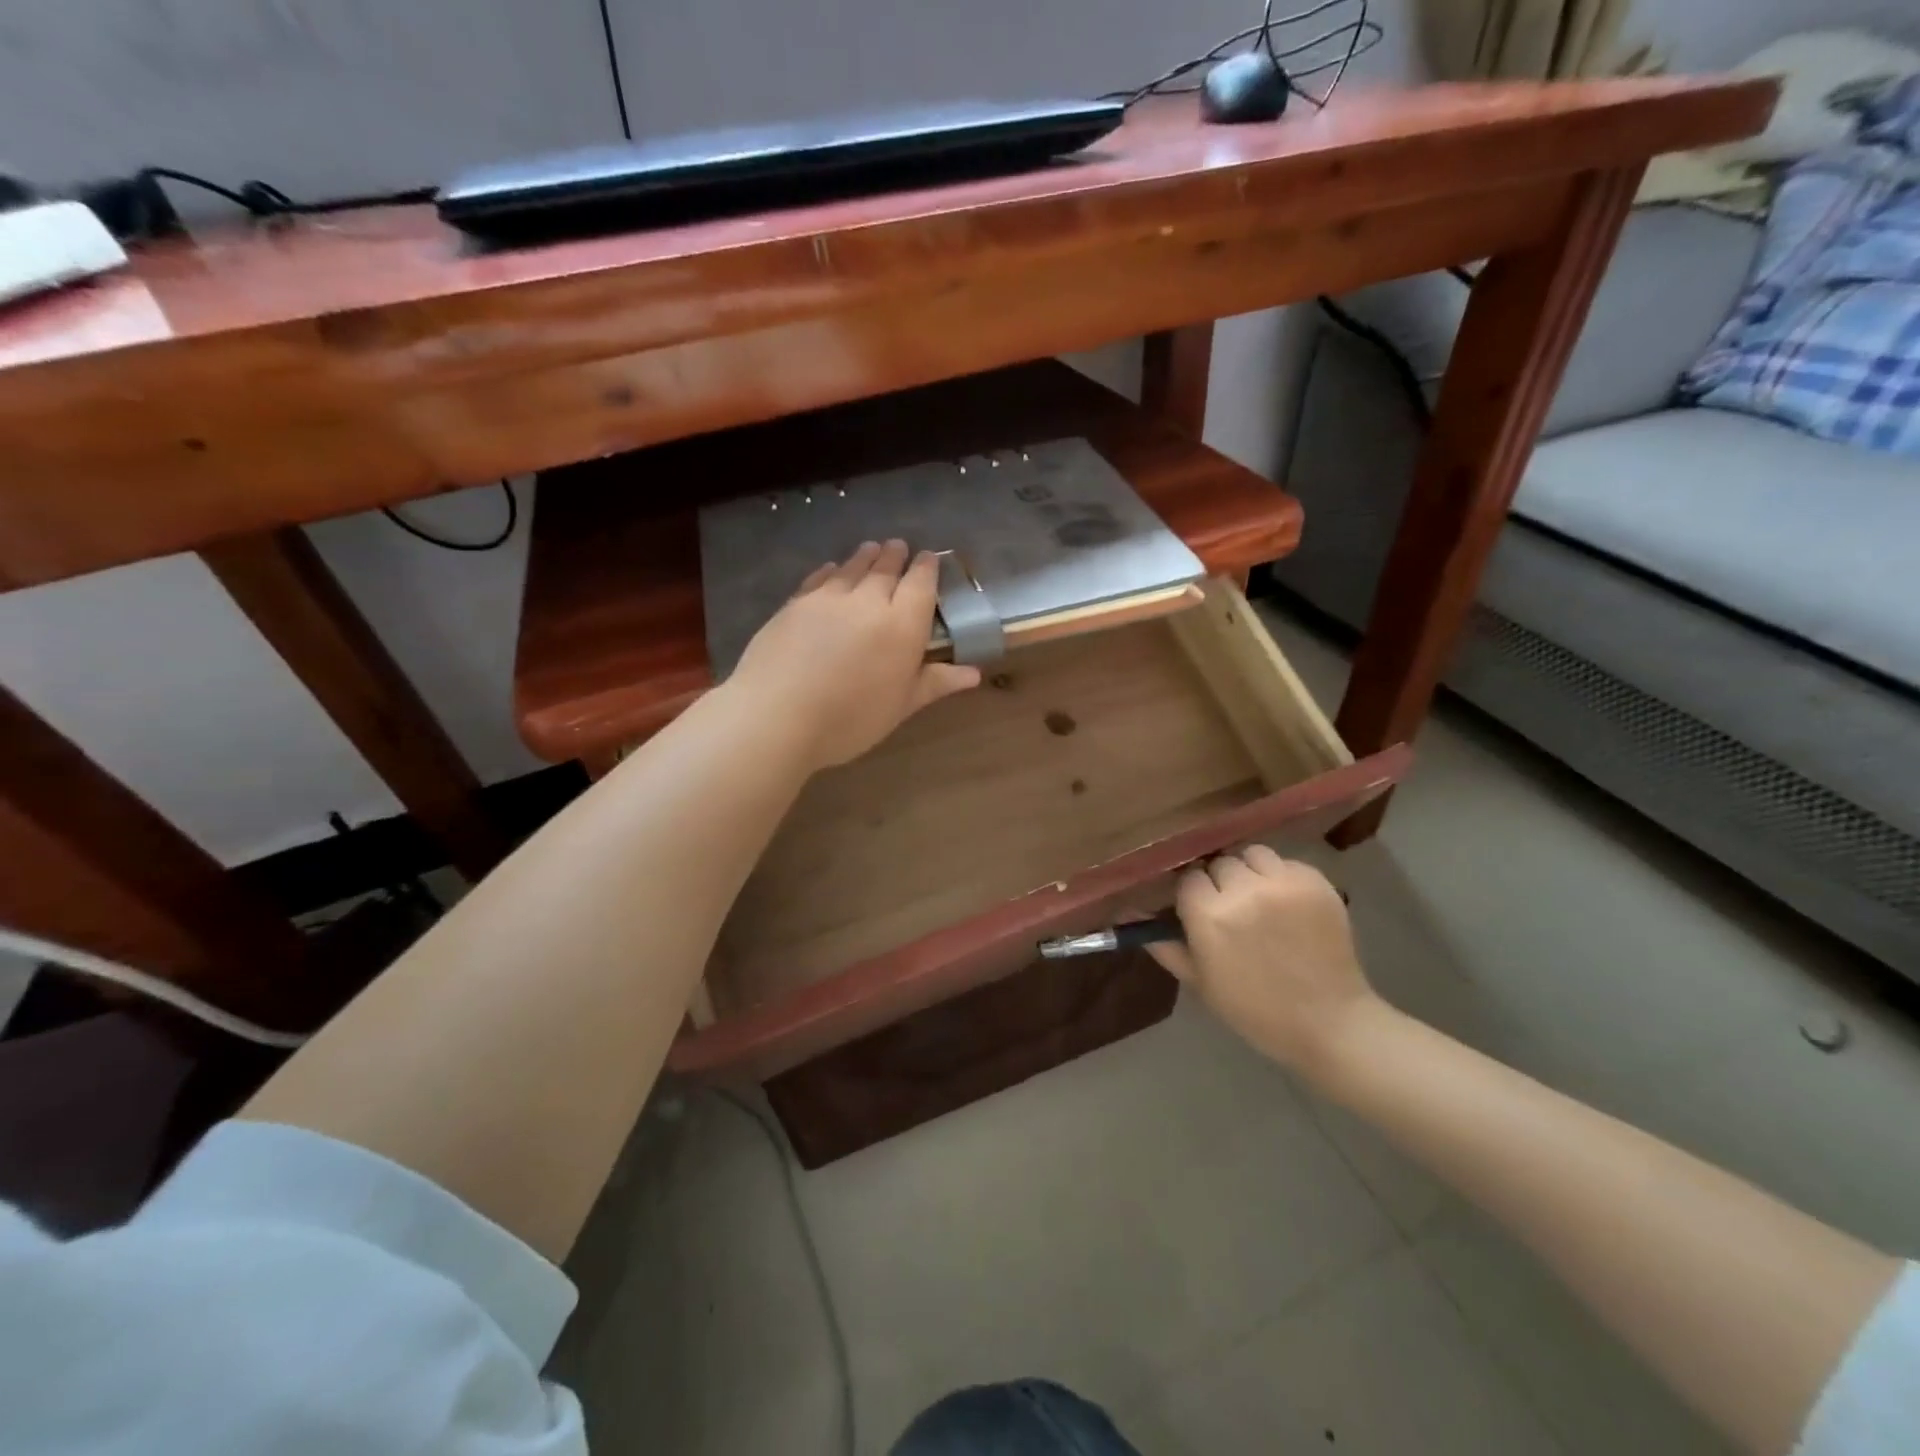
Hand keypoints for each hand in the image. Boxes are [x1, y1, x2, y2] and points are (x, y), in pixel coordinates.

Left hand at [731, 540, 980, 770]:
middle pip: (886, 569)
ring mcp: (828, 598)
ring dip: (866, 556)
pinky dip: (831, 570)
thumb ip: (935, 683)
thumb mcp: (900, 707)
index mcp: (903, 625)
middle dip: (896, 556)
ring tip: (872, 548)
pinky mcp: (795, 603)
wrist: (777, 715)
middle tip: (899, 546)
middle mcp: (869, 601)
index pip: (921, 584)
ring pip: (852, 567)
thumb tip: (974, 673)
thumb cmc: (850, 719)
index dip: (927, 568)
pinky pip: (820, 578)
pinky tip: (831, 569)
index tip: (929, 558)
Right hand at [1148, 846, 1381, 1074]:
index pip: (1189, 878)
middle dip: (1221, 882)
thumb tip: (1127, 913)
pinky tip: (1288, 905)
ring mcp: (1284, 884)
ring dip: (1250, 872)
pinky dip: (1282, 877)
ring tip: (1260, 899)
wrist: (1329, 1024)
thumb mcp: (1198, 980)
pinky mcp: (1316, 882)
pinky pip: (1287, 862)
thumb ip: (1162, 942)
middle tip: (1233, 909)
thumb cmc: (1254, 1009)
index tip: (1201, 912)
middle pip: (1219, 863)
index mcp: (1209, 916)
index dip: (1194, 895)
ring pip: (1252, 854)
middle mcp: (1244, 891)